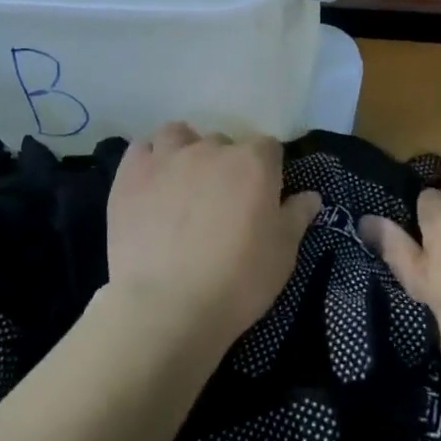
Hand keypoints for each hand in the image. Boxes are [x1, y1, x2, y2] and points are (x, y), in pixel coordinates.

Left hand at [105, 122, 322, 354]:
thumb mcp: (282, 255)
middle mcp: (211, 149)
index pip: (269, 148)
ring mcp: (167, 158)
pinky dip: (148, 161)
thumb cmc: (237, 281)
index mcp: (254, 163)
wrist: (166, 306)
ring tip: (182, 184)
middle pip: (223, 143)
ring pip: (178, 135)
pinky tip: (150, 186)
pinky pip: (140, 149)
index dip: (267, 171)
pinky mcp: (130, 174)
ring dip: (184, 151)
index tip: (262, 198)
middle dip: (225, 165)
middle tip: (221, 202)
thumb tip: (311, 196)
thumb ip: (297, 217)